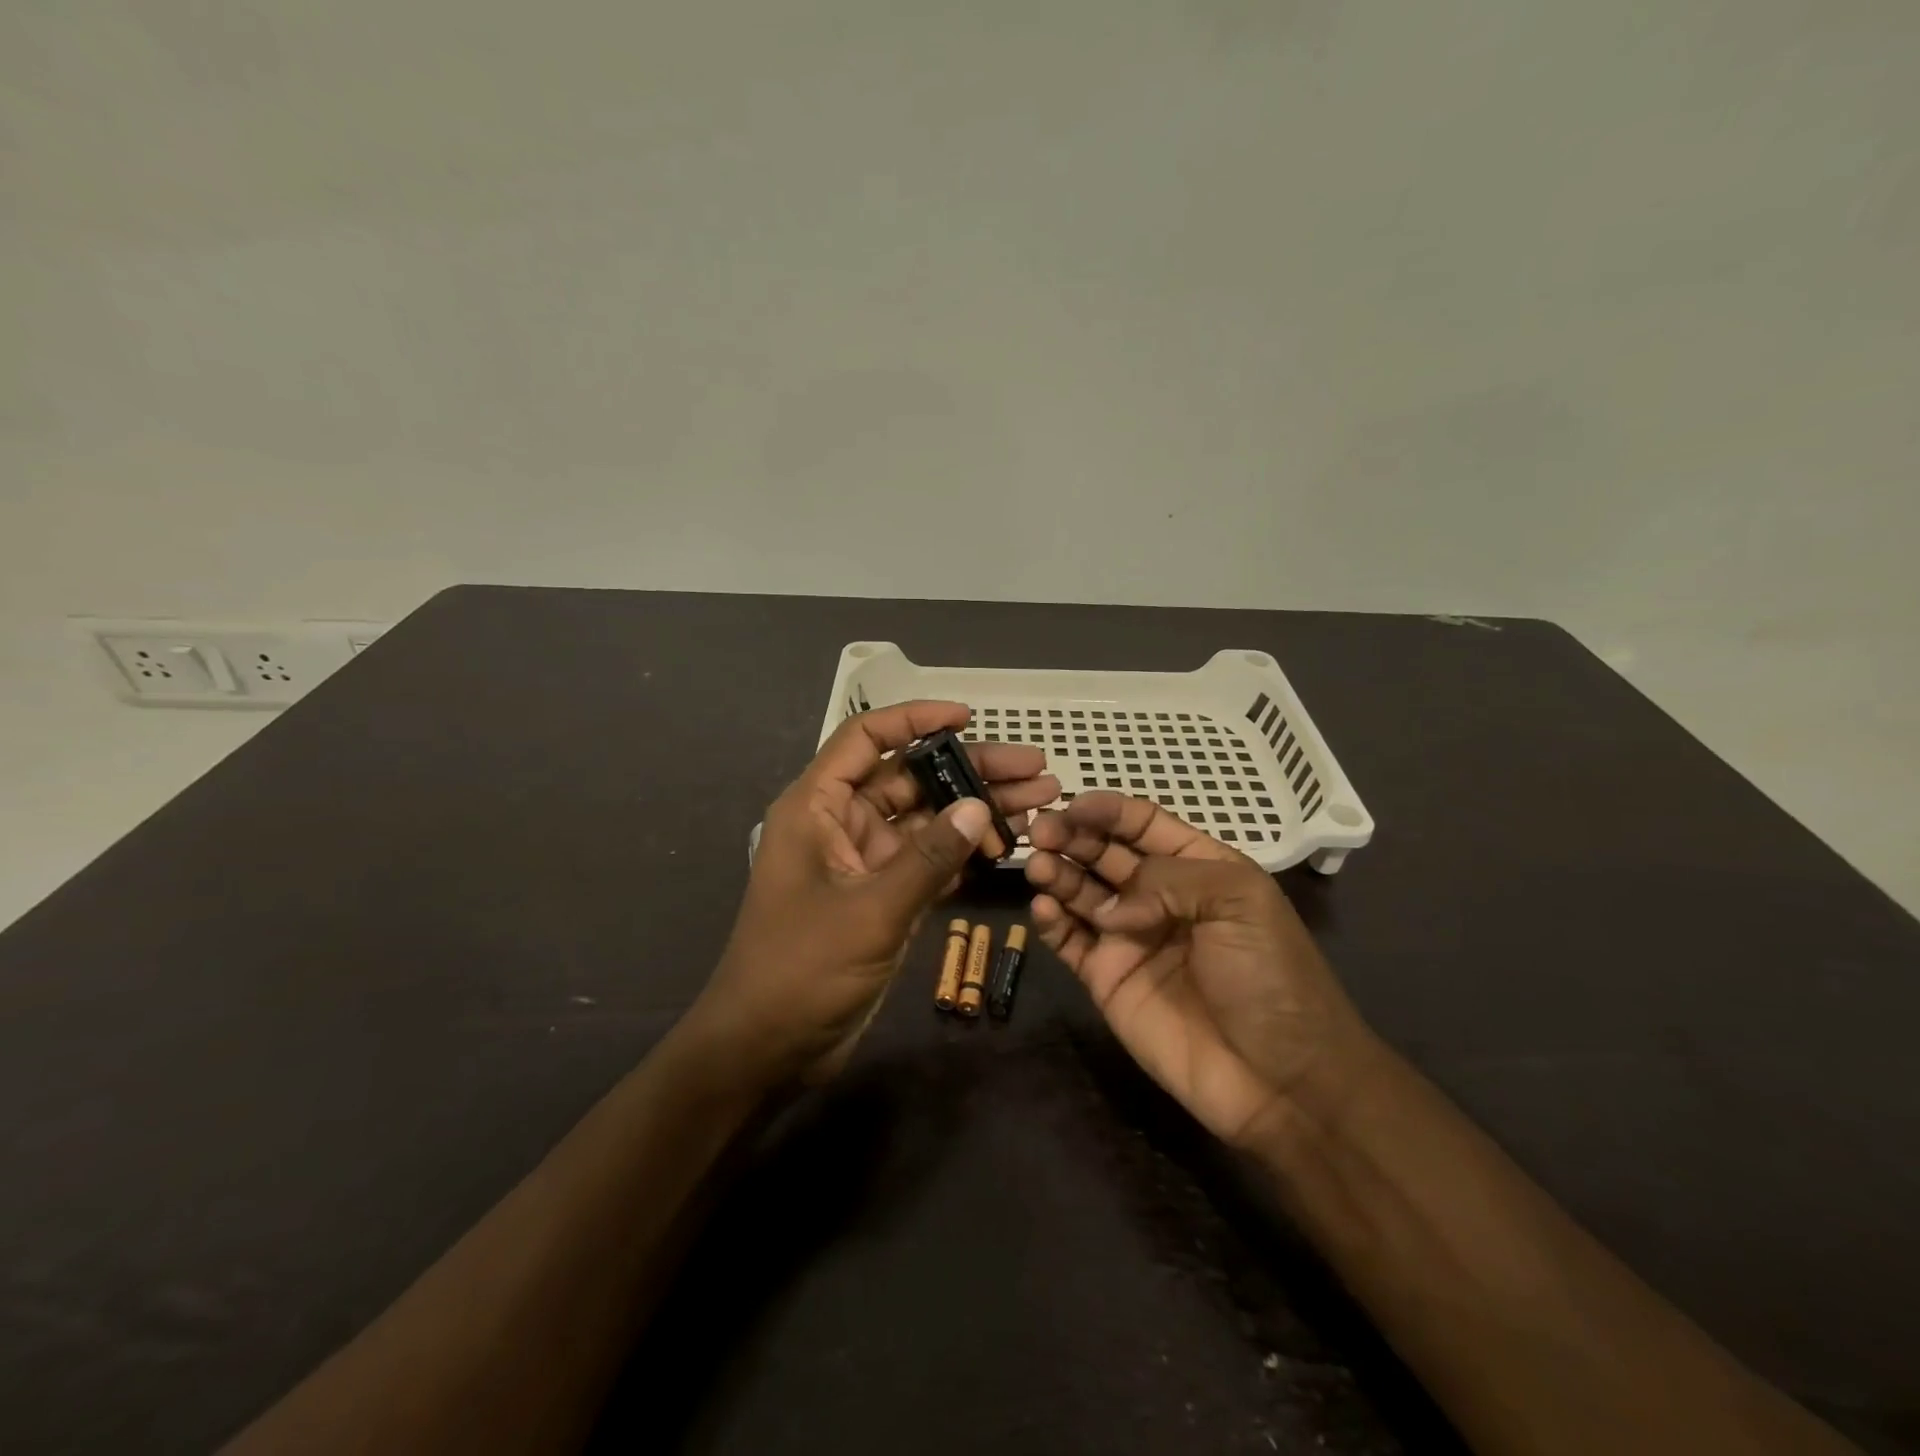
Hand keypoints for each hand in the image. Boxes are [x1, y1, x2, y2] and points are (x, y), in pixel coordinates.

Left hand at [694, 701, 1059, 1085]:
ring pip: (927, 822)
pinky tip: (1008, 846)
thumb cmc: (802, 969)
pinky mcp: (882, 897)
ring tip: (1039, 805)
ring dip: (977, 813)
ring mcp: (864, 862)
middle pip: (911, 779)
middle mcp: (841, 824)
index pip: (866, 739)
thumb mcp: (871, 909)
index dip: (915, 719)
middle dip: (971, 772)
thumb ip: (929, 857)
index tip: (969, 718)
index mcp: (817, 807)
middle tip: (1036, 771)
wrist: (767, 1049)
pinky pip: (929, 862)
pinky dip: (964, 854)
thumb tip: (980, 807)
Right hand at [1024, 792, 1374, 1147]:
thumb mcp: (1239, 902)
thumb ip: (1168, 879)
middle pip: (1105, 853)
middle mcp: (1158, 897)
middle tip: (1040, 830)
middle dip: (1072, 836)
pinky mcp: (1106, 979)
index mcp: (1197, 868)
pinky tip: (1045, 909)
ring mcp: (1129, 938)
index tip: (1072, 803)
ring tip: (1038, 864)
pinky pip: (1070, 941)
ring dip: (1057, 872)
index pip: (1144, 824)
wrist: (1279, 1081)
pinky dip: (1052, 921)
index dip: (1109, 810)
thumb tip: (1113, 904)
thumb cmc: (1270, 978)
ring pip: (1081, 892)